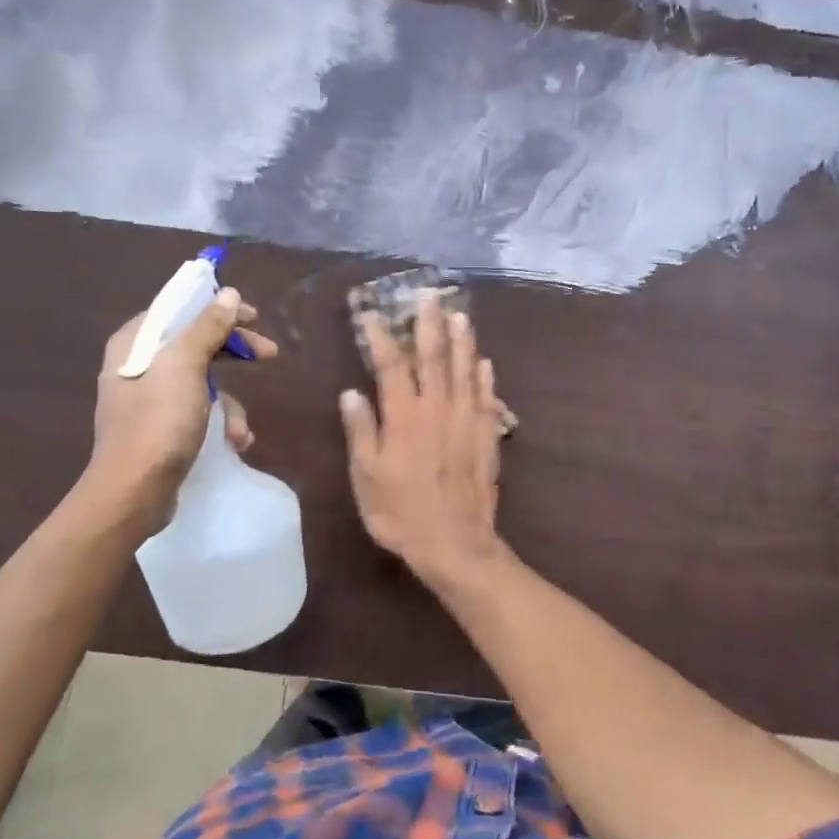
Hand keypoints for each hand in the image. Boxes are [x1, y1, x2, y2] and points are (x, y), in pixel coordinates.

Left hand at [78, 287, 277, 534]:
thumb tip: (228, 293)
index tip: (253, 316)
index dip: (217, 308)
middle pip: (195, 343)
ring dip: (230, 403)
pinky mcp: (160, 429)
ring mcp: (149, 400)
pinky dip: (219, 423)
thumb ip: (207, 326)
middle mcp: (138, 366)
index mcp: (135, 343)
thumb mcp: (185, 366)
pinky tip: (234, 442)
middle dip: (233, 352)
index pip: (179, 309)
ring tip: (241, 430)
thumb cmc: (158, 422)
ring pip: (202, 381)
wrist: (133, 493)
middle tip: (268, 354)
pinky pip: (198, 412)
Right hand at [340, 292, 505, 588]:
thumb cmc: (401, 513)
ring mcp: (466, 420)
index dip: (381, 338)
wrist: (454, 543)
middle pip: (434, 357)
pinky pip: (487, 398)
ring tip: (460, 315)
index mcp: (403, 416)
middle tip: (430, 295)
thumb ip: (361, 431)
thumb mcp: (367, 476)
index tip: (372, 315)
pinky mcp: (486, 436)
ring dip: (462, 341)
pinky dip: (484, 377)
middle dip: (430, 324)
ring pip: (464, 370)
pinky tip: (484, 362)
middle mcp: (437, 409)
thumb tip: (351, 392)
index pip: (390, 366)